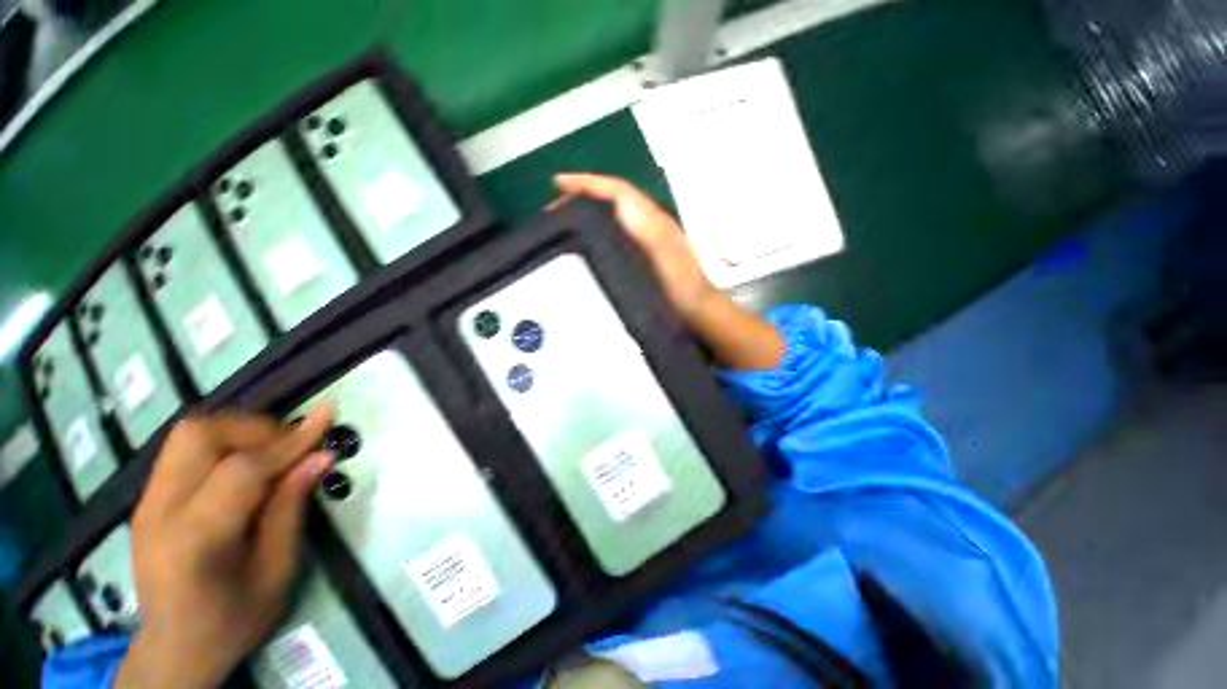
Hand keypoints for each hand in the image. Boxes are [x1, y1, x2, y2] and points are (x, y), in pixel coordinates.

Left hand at [115, 409, 334, 688]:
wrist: (175, 648)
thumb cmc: (234, 619)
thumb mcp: (277, 571)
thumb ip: (292, 508)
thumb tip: (321, 457)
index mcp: (196, 539)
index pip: (241, 469)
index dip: (289, 442)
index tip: (327, 419)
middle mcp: (160, 511)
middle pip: (200, 435)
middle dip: (255, 429)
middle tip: (290, 447)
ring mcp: (146, 502)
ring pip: (188, 433)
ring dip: (236, 432)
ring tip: (269, 453)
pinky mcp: (146, 499)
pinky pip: (182, 450)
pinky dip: (221, 444)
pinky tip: (244, 465)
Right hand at [554, 173, 718, 322]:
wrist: (696, 310)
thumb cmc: (681, 288)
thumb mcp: (666, 259)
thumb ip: (647, 231)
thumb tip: (620, 203)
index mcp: (653, 220)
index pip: (618, 191)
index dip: (589, 182)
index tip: (559, 183)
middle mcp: (649, 222)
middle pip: (614, 196)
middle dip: (585, 191)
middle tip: (556, 200)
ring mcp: (648, 236)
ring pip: (615, 210)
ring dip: (590, 205)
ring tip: (565, 214)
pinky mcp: (644, 251)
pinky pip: (617, 227)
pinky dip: (598, 224)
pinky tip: (588, 235)